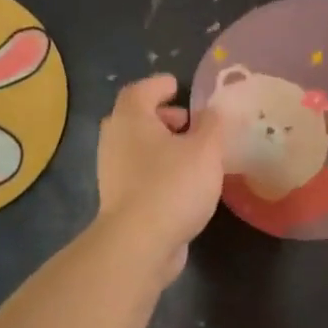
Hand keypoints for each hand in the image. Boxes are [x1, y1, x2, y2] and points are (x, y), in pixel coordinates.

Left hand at [95, 75, 224, 279]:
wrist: (140, 242)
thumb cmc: (173, 185)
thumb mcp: (206, 149)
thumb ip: (213, 125)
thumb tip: (213, 110)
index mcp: (131, 119)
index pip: (141, 90)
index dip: (160, 85)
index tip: (178, 86)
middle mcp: (115, 141)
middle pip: (136, 118)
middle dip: (162, 117)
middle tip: (188, 121)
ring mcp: (113, 172)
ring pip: (138, 148)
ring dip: (162, 145)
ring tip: (193, 154)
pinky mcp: (120, 200)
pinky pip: (141, 173)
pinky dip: (160, 169)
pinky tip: (184, 182)